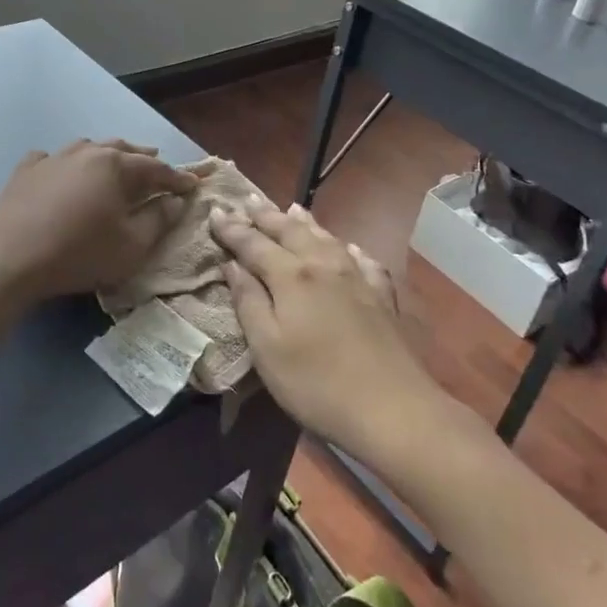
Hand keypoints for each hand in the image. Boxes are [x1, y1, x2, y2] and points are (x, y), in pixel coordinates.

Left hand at [0, 140, 195, 303]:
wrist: (9, 256)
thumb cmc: (79, 252)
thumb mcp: (131, 245)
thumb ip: (158, 220)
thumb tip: (174, 201)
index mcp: (116, 166)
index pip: (156, 169)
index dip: (177, 178)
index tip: (193, 186)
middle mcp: (86, 152)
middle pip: (122, 150)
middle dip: (143, 158)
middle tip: (158, 165)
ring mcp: (53, 158)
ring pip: (87, 148)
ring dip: (106, 155)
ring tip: (115, 161)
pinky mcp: (26, 171)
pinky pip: (51, 159)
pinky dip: (64, 163)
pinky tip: (61, 170)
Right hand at [211, 197, 437, 459]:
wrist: (392, 407)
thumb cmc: (316, 383)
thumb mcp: (267, 348)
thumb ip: (248, 301)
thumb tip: (232, 264)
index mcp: (291, 276)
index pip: (253, 244)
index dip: (232, 229)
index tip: (215, 211)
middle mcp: (323, 265)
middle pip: (290, 231)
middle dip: (266, 215)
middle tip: (248, 199)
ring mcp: (357, 277)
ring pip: (326, 238)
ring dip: (304, 222)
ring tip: (292, 208)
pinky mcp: (381, 296)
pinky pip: (362, 259)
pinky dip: (348, 248)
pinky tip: (349, 248)